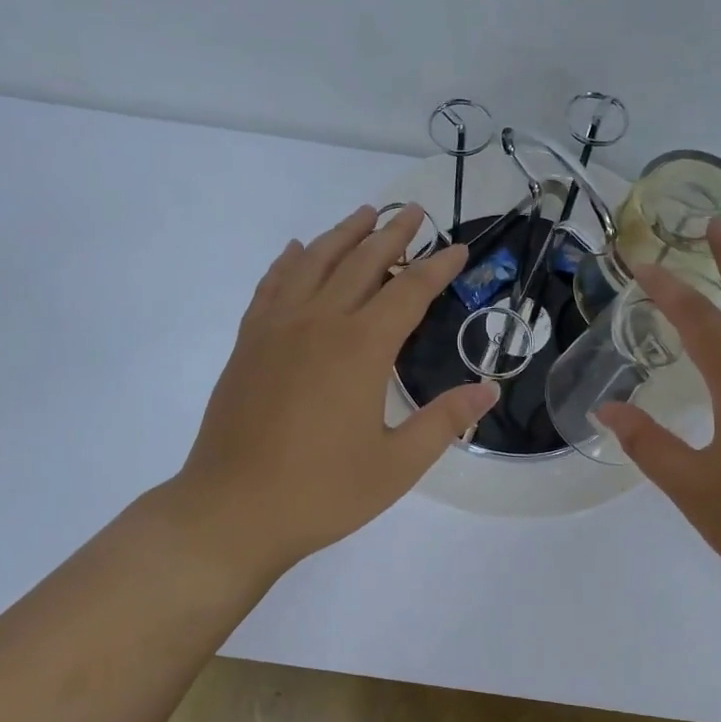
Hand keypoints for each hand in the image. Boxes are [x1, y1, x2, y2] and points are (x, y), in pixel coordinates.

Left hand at [163, 205, 496, 576]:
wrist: (231, 510)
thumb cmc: (322, 492)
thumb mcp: (397, 465)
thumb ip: (444, 421)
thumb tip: (489, 389)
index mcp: (361, 348)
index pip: (409, 291)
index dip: (437, 267)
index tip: (458, 248)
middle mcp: (319, 322)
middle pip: (361, 262)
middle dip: (392, 234)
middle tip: (415, 211)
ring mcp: (277, 328)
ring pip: (314, 262)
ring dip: (342, 234)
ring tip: (364, 213)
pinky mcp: (248, 342)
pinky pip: (271, 285)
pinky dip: (288, 261)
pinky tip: (296, 250)